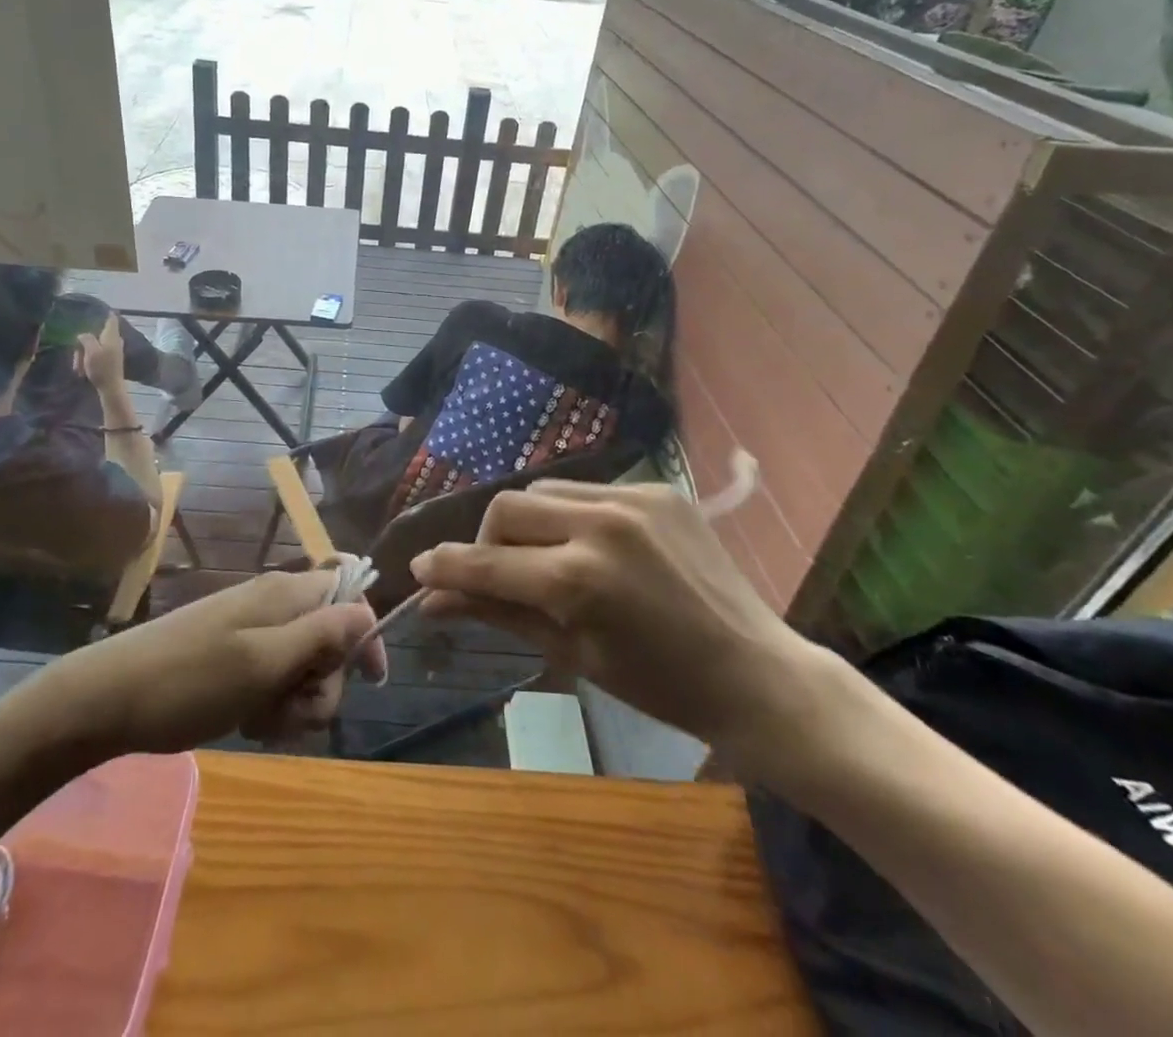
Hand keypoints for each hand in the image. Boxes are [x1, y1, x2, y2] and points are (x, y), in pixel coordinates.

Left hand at [14, 569, 387, 758]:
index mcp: (286, 594)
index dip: (367, 633)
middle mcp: (275, 604)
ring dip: (295, 701)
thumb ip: (322, 634)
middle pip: (330, 639)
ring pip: (304, 665)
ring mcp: (252, 630)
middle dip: (323, 683)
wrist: (109, 698)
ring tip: (262, 720)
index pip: (350, 592)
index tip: (371, 681)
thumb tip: (368, 612)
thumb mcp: (265, 662)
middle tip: (290, 707)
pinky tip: (248, 722)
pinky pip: (274, 678)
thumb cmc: (191, 680)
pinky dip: (271, 704)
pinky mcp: (234, 656)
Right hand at [74, 314, 124, 393]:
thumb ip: (87, 338)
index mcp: (112, 335)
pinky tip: (83, 371)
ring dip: (84, 355)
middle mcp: (115, 340)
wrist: (111, 388)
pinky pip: (96, 356)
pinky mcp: (110, 360)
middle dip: (84, 343)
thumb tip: (83, 334)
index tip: (92, 311)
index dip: (103, 312)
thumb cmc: (101, 368)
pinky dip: (89, 362)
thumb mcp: (91, 351)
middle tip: (77, 354)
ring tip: (79, 368)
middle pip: (96, 334)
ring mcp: (113, 350)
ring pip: (94, 347)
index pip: (110, 317)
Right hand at [410, 482, 833, 773]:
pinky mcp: (658, 487)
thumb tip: (433, 601)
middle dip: (487, 541)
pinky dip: (572, 516)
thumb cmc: (659, 685)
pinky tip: (592, 546)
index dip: (446, 567)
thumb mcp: (571, 654)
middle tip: (496, 573)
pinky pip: (588, 490)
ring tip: (545, 558)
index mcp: (579, 580)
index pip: (488, 563)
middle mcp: (601, 524)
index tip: (418, 569)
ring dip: (528, 523)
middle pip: (507, 508)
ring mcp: (633, 498)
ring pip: (544, 492)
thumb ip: (498, 614)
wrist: (755, 671)